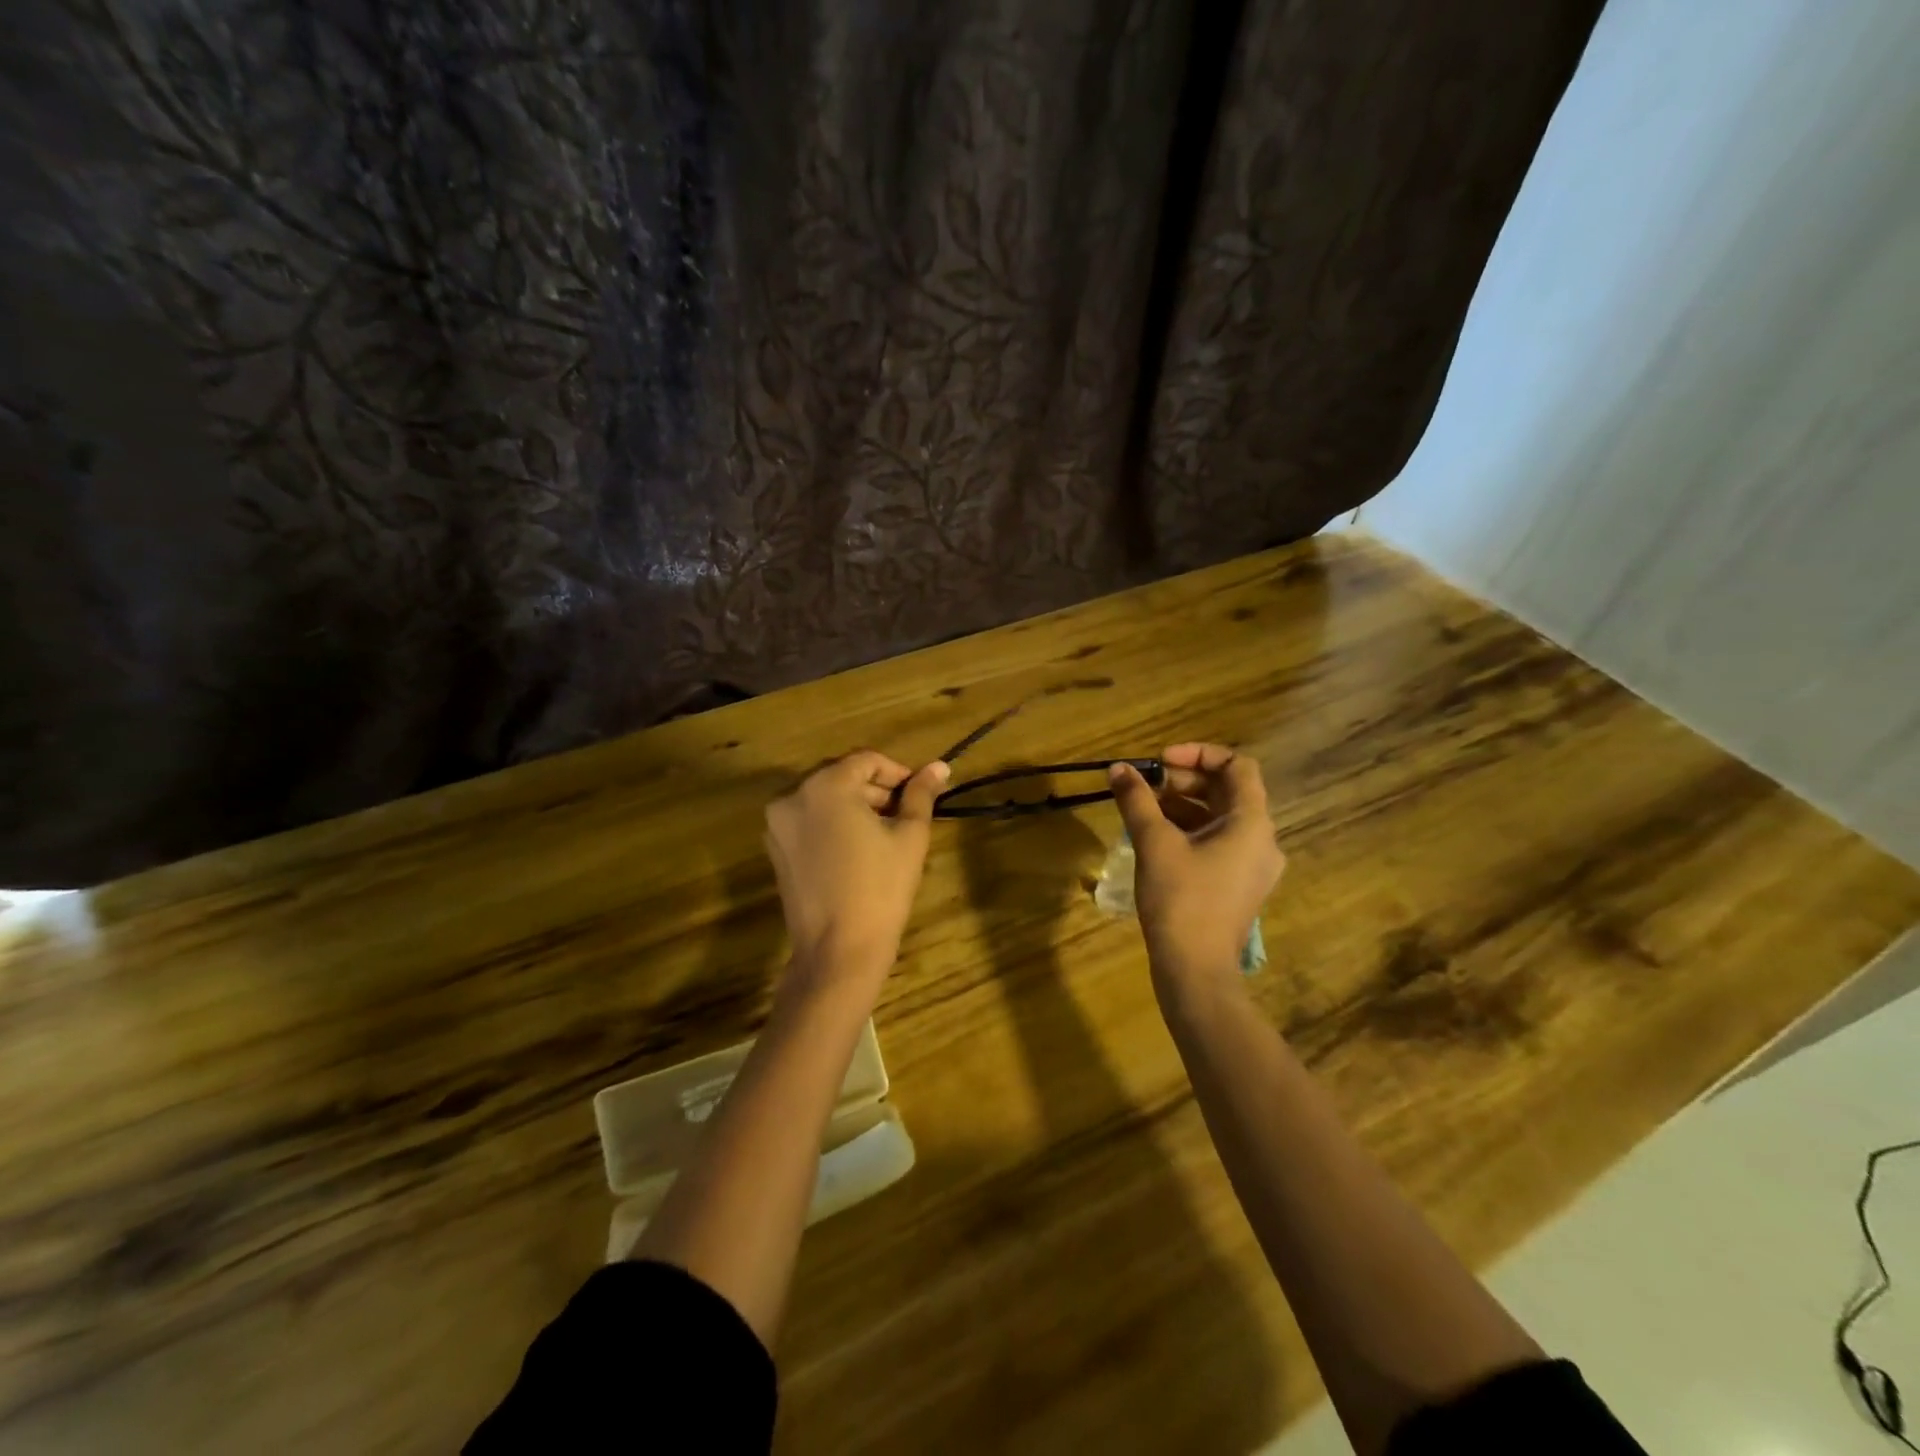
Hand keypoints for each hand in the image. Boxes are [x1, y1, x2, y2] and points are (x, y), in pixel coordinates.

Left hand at [764, 750, 950, 985]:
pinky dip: (832, 823)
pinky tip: (857, 849)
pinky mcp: (775, 849)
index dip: (897, 772)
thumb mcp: (909, 836)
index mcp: (825, 786)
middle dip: (875, 788)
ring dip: (854, 805)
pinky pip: (808, 820)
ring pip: (823, 798)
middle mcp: (793, 796)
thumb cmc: (881, 888)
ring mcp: (778, 824)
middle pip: (841, 775)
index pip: (866, 760)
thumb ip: (921, 795)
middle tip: (905, 813)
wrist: (838, 951)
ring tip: (884, 832)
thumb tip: (940, 766)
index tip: (918, 794)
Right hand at [1108, 743, 1284, 981]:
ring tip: (1143, 809)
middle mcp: (1262, 840)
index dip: (1198, 754)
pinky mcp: (1238, 885)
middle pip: (1228, 791)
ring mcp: (1253, 865)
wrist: (1195, 971)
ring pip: (1220, 818)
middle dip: (1185, 780)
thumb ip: (1136, 800)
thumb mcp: (1154, 843)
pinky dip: (1190, 830)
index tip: (1160, 761)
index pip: (1237, 766)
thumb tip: (1118, 768)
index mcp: (1252, 823)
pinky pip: (1218, 842)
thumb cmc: (1180, 900)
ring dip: (1184, 805)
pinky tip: (1155, 838)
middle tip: (1146, 785)